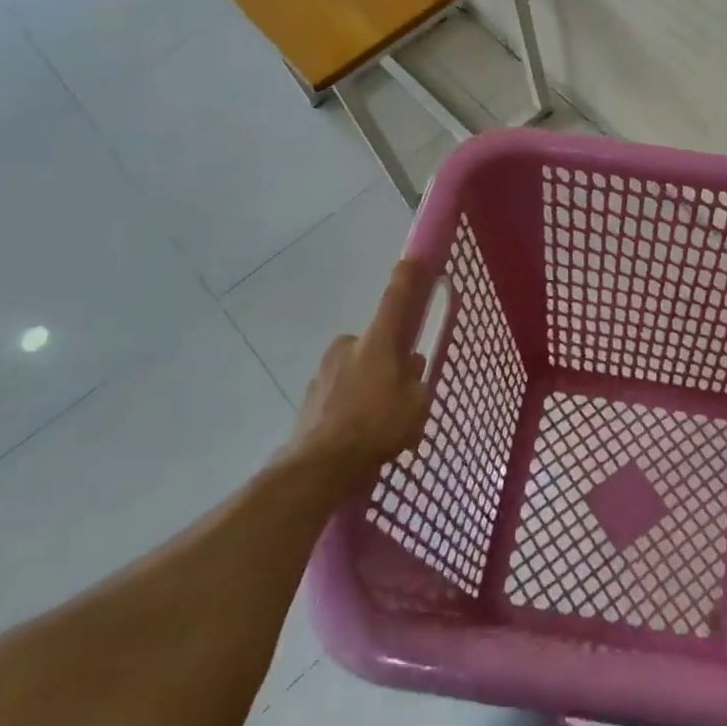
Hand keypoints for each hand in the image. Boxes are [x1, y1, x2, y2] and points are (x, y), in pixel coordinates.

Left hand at [287, 260, 432, 492]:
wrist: (320, 467)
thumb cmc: (378, 427)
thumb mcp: (416, 404)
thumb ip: (416, 380)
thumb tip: (409, 366)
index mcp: (377, 342)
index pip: (395, 300)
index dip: (406, 278)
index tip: (411, 258)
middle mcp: (348, 347)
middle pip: (375, 343)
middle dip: (386, 360)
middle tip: (399, 390)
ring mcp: (324, 371)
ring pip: (356, 369)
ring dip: (367, 384)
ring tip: (378, 421)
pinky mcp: (310, 397)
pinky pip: (339, 392)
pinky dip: (349, 404)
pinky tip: (357, 432)